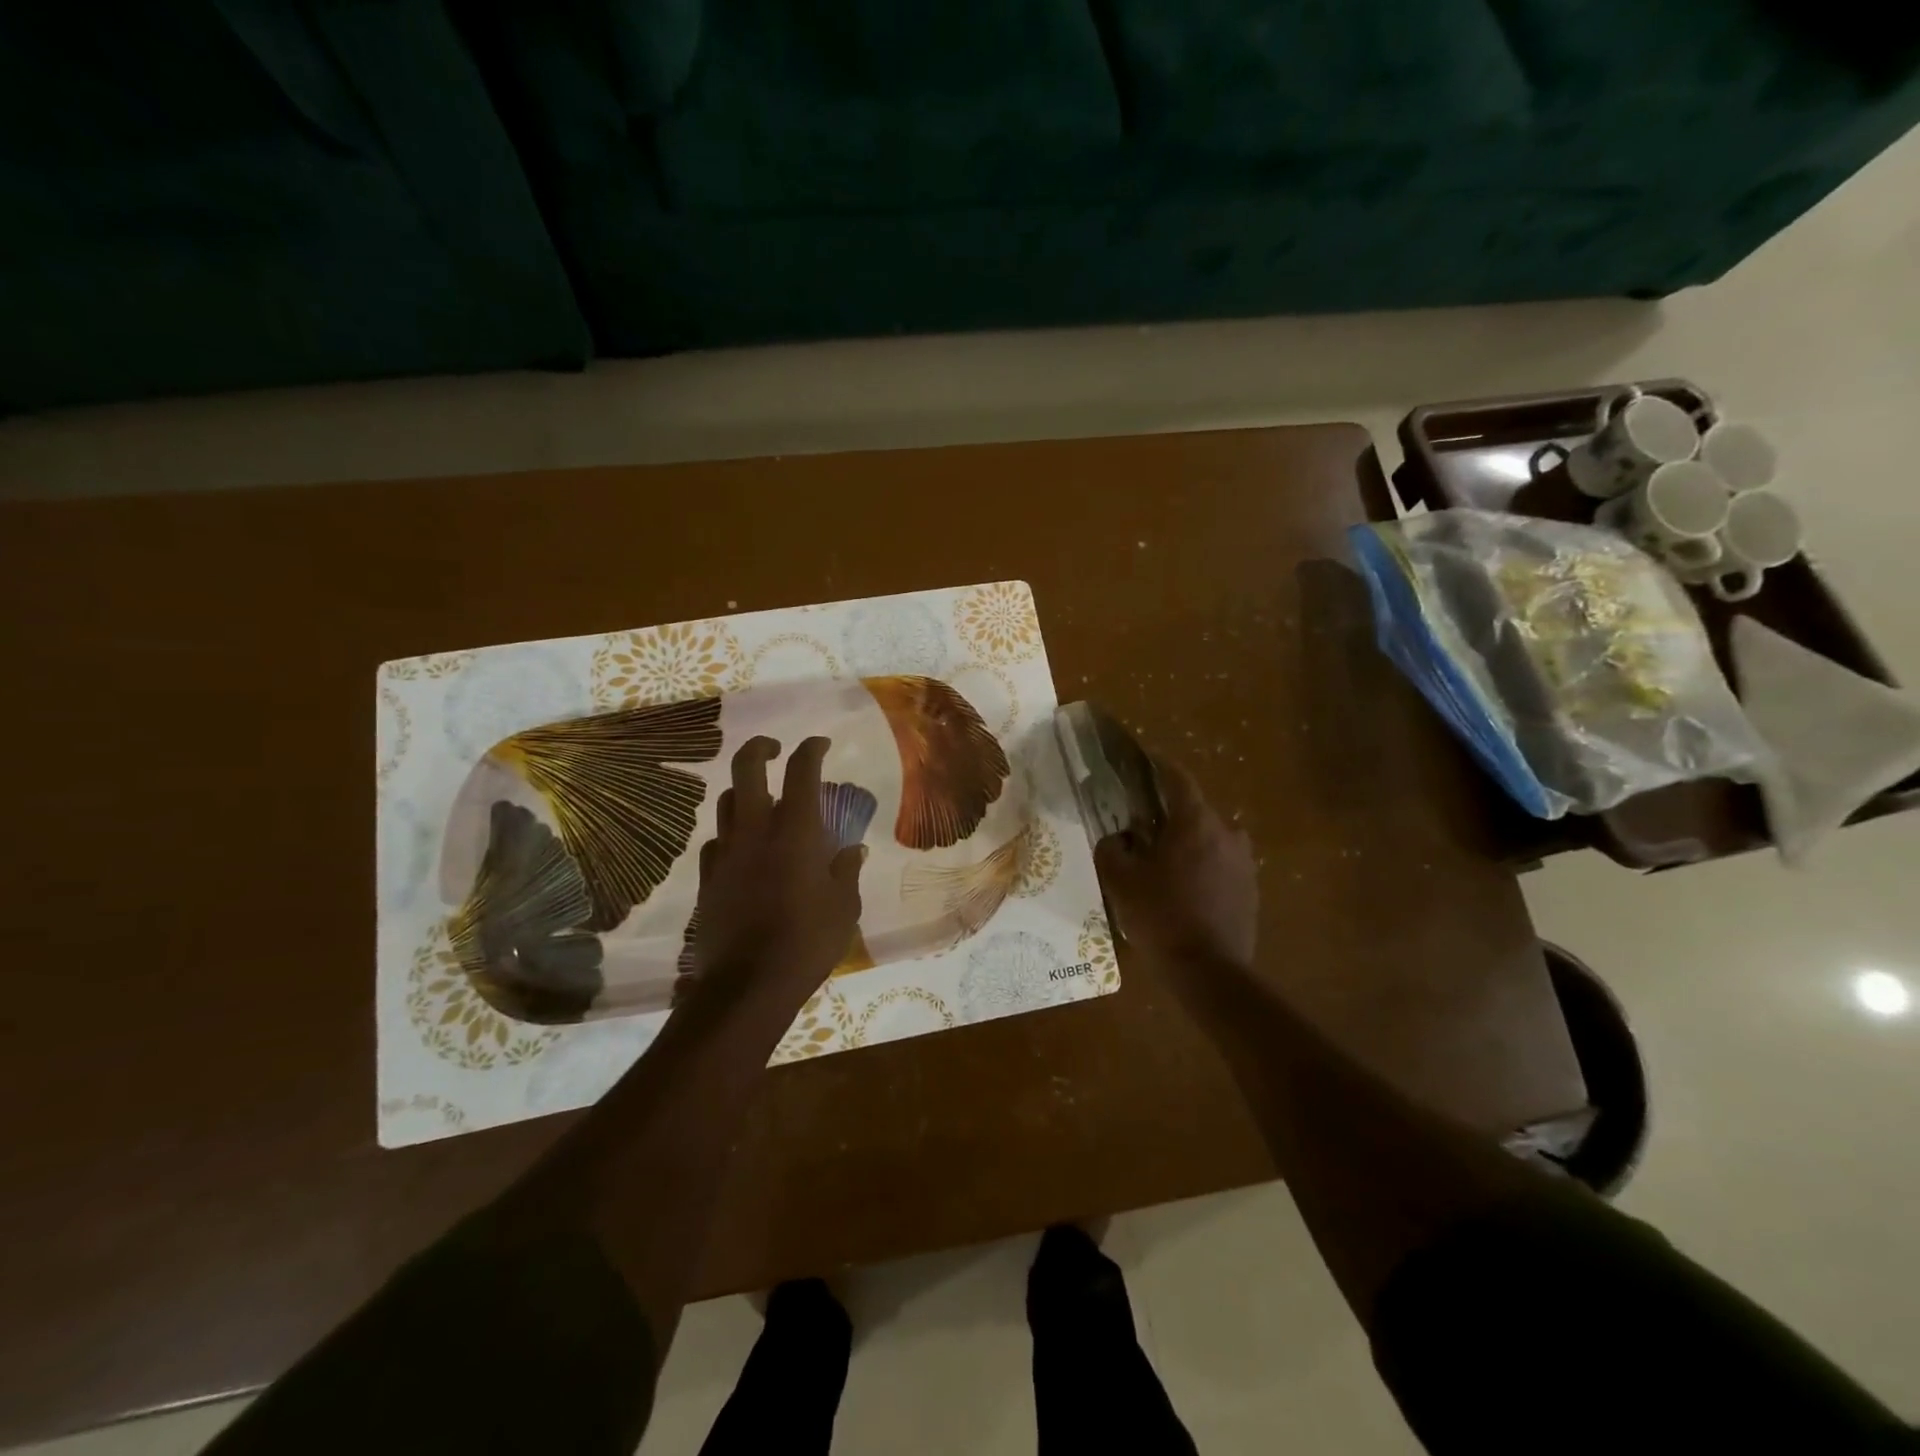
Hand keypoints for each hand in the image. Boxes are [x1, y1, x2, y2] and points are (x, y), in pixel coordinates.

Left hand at [683, 736, 863, 1012]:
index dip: (811, 749)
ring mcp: (726, 852)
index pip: (802, 770)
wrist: (748, 984)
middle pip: (746, 768)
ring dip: (744, 791)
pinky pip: (716, 842)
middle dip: (761, 748)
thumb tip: (852, 851)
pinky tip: (742, 850)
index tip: (820, 744)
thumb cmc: (808, 940)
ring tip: (760, 801)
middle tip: (775, 749)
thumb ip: (847, 871)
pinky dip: (731, 835)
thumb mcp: (844, 906)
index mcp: (795, 830)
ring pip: (726, 801)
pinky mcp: (707, 878)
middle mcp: (755, 829)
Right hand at [1094, 755, 1257, 972]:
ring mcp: (1244, 862)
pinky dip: (1202, 866)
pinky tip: (1183, 888)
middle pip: (1193, 810)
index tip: (1142, 760)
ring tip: (1162, 861)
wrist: (1209, 971)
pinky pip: (1220, 864)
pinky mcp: (1250, 889)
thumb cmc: (1161, 916)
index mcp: (1196, 822)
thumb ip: (1111, 848)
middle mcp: (1227, 833)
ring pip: (1209, 838)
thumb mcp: (1120, 880)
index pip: (1177, 778)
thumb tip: (1117, 838)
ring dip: (1187, 842)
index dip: (1158, 765)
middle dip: (1168, 813)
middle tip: (1141, 825)